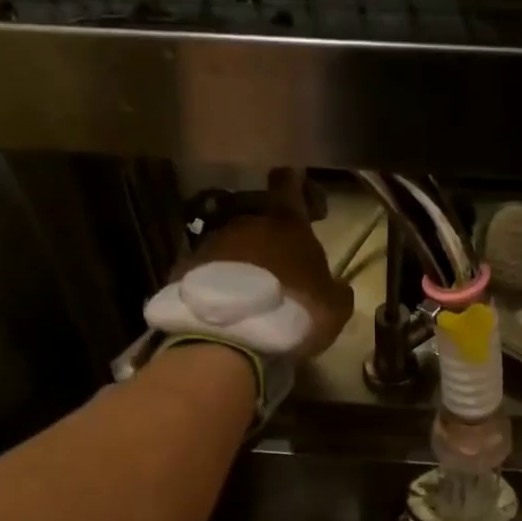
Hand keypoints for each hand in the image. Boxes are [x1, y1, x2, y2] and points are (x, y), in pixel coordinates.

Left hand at [185, 169, 353, 358]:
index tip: (310, 209)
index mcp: (286, 222)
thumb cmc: (292, 312)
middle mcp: (246, 221)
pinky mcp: (185, 267)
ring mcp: (211, 242)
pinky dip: (219, 279)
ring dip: (244, 259)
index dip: (300, 188)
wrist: (228, 337)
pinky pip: (209, 267)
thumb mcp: (334, 308)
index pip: (289, 182)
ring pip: (233, 240)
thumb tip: (334, 286)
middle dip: (272, 234)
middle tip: (284, 266)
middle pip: (259, 214)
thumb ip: (336, 289)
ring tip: (253, 292)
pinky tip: (227, 303)